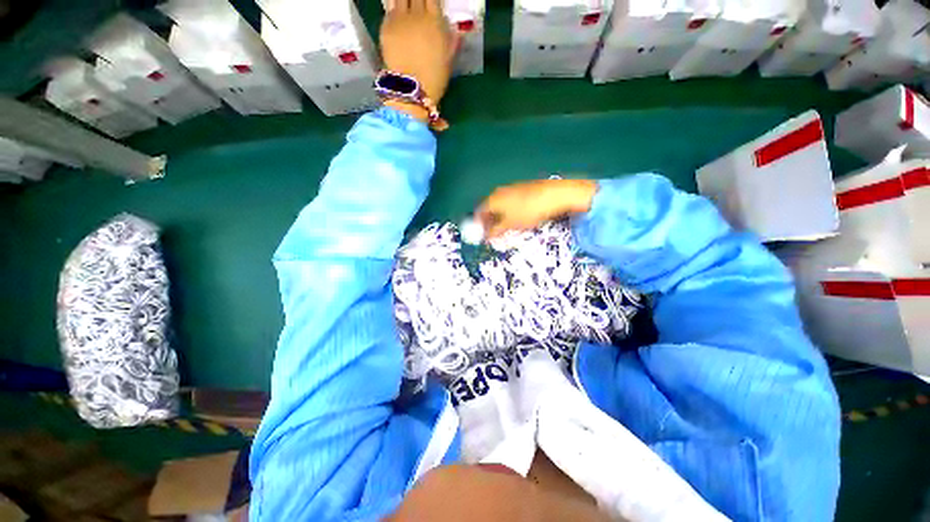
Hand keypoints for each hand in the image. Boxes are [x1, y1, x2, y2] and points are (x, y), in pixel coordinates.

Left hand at [381, 0, 455, 103]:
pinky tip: (397, 16)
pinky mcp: (385, 27)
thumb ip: (452, 42)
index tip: (431, 4)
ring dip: (405, 2)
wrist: (410, 89)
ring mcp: (399, 19)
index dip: (431, 0)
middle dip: (418, 0)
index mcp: (435, 21)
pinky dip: (394, 10)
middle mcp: (417, 14)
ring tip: (407, 8)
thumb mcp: (448, 62)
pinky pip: (390, 10)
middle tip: (419, 6)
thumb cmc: (433, 79)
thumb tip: (456, 31)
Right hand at [476, 179, 598, 237]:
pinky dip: (509, 212)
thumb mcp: (510, 225)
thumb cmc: (528, 211)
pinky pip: (509, 202)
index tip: (482, 235)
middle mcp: (499, 192)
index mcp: (493, 199)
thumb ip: (495, 231)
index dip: (479, 225)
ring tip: (506, 229)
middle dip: (489, 222)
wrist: (553, 195)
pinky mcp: (522, 189)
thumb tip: (486, 236)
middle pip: (489, 208)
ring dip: (499, 217)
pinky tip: (517, 219)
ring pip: (500, 205)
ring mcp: (511, 189)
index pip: (479, 212)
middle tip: (493, 234)